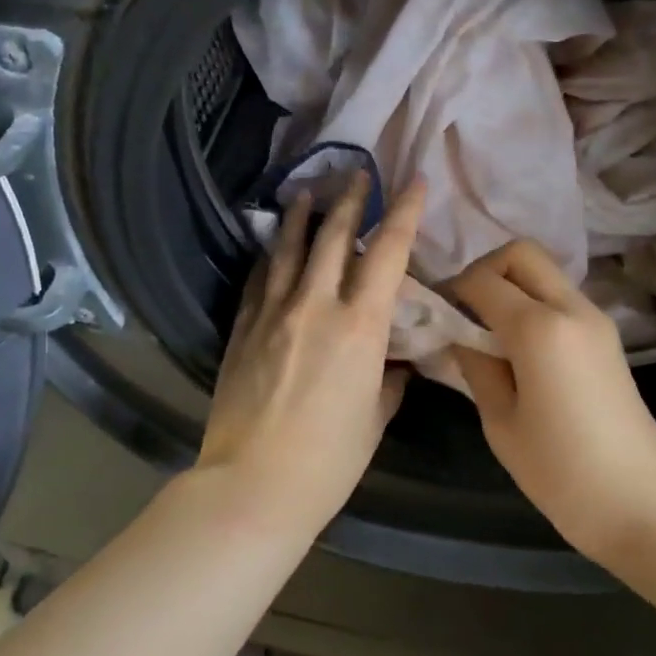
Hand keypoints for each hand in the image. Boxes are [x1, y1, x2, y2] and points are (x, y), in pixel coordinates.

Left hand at [197, 172, 425, 538]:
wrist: (253, 484)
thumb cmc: (328, 461)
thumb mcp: (374, 420)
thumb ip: (387, 382)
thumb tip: (391, 365)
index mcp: (360, 327)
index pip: (387, 253)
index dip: (404, 212)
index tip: (413, 181)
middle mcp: (316, 305)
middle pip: (333, 237)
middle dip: (349, 199)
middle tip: (356, 172)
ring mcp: (273, 313)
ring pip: (288, 248)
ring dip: (300, 216)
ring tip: (307, 191)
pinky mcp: (242, 327)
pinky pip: (259, 279)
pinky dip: (269, 256)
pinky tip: (271, 245)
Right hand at [448, 240, 655, 563]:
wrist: (645, 508)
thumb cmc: (562, 473)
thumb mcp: (501, 422)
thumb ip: (475, 365)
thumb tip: (458, 333)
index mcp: (539, 327)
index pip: (482, 279)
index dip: (451, 290)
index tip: (436, 316)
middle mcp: (571, 308)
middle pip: (521, 253)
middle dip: (484, 270)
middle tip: (465, 312)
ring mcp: (596, 319)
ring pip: (543, 271)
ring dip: (510, 285)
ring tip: (488, 332)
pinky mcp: (607, 337)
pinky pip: (560, 297)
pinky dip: (532, 303)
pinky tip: (518, 347)